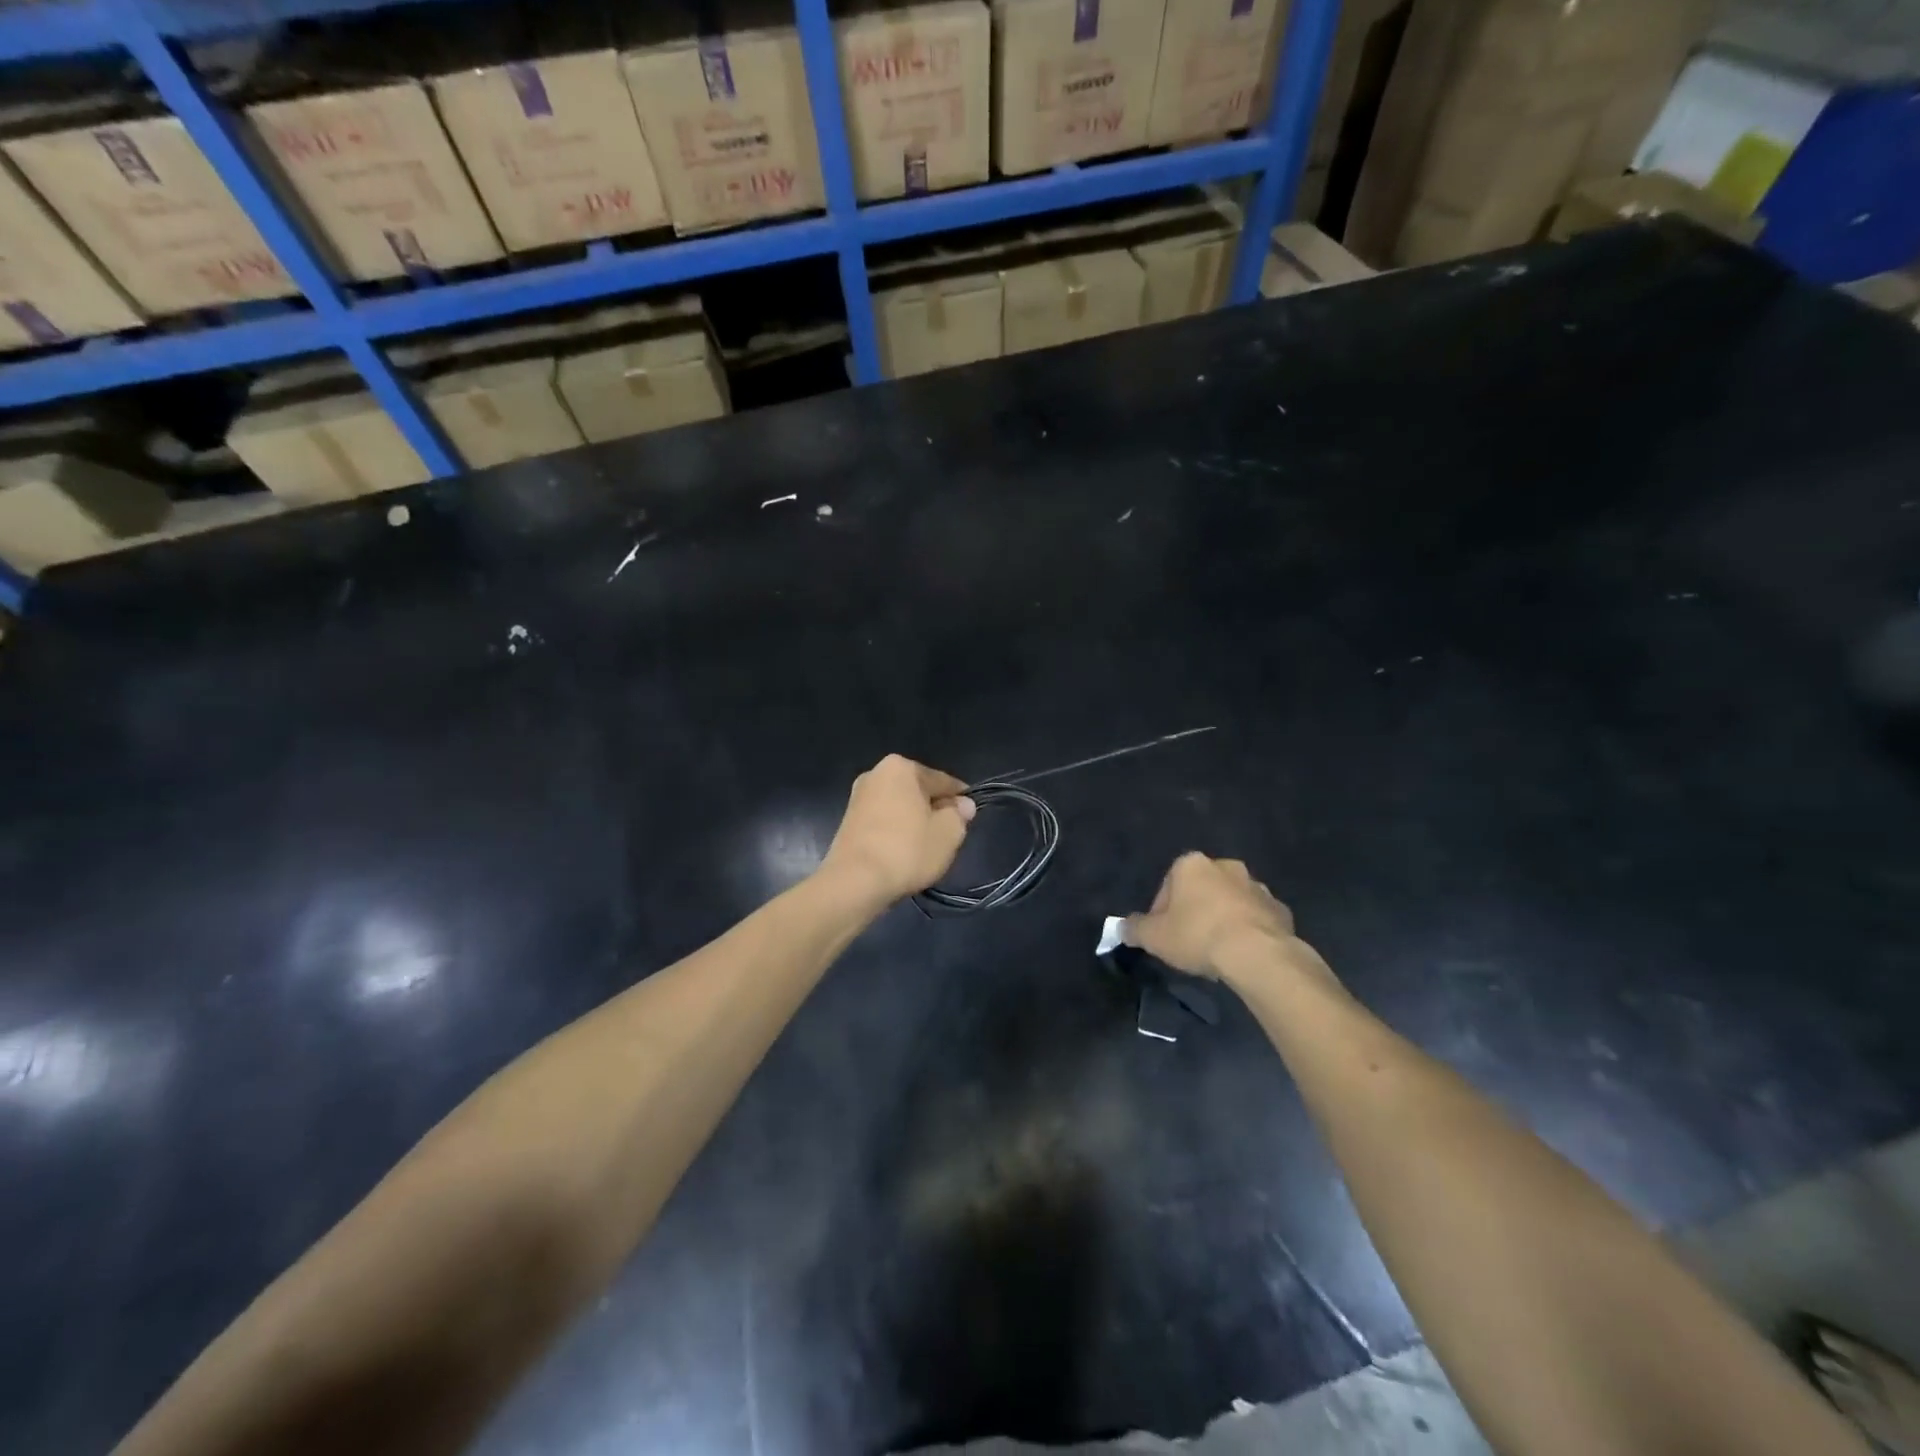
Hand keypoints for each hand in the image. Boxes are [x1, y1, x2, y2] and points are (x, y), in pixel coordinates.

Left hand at [820, 755, 975, 906]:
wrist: (854, 882)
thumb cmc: (907, 850)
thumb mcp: (948, 833)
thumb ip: (960, 814)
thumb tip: (963, 805)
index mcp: (901, 767)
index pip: (942, 781)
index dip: (960, 800)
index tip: (969, 818)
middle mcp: (876, 774)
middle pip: (919, 792)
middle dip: (934, 810)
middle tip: (948, 836)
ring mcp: (858, 797)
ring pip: (900, 807)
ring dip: (914, 823)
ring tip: (925, 849)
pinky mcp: (848, 822)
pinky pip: (883, 821)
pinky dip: (896, 833)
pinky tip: (903, 853)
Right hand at [1125, 853, 1315, 985]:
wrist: (1257, 954)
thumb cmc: (1197, 935)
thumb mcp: (1153, 936)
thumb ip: (1134, 928)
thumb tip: (1122, 927)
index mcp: (1191, 864)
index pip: (1167, 886)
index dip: (1161, 913)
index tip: (1164, 936)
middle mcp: (1225, 866)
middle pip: (1201, 890)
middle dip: (1194, 911)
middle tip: (1189, 942)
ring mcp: (1257, 886)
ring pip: (1230, 902)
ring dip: (1222, 919)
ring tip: (1217, 951)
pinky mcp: (1280, 909)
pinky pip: (1256, 918)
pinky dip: (1248, 930)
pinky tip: (1242, 954)